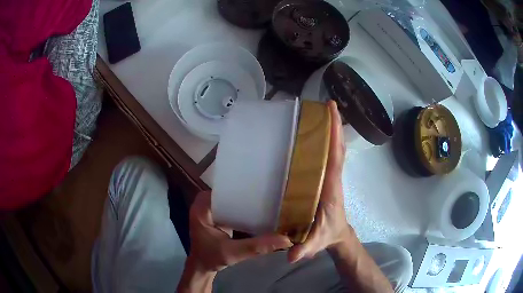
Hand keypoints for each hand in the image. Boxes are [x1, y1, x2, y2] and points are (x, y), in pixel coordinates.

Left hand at [187, 191, 292, 271]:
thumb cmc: (210, 258)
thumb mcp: (232, 253)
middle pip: (233, 190)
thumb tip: (286, 239)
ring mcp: (212, 206)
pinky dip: (247, 209)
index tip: (269, 188)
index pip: (228, 187)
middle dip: (252, 194)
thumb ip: (256, 246)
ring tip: (273, 201)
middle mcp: (206, 200)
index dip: (247, 187)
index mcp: (203, 204)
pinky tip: (263, 212)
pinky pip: (235, 205)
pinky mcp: (218, 213)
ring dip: (251, 201)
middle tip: (276, 195)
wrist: (202, 266)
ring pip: (235, 197)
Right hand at [287, 100, 350, 262]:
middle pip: (336, 145)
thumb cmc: (327, 234)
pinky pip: (325, 156)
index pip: (335, 154)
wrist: (336, 235)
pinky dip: (322, 142)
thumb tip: (292, 254)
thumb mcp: (315, 242)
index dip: (334, 132)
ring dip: (328, 129)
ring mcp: (329, 176)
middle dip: (332, 123)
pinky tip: (309, 135)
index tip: (332, 110)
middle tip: (324, 103)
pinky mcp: (324, 178)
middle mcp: (332, 176)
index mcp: (331, 185)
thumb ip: (305, 248)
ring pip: (331, 148)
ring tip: (315, 112)